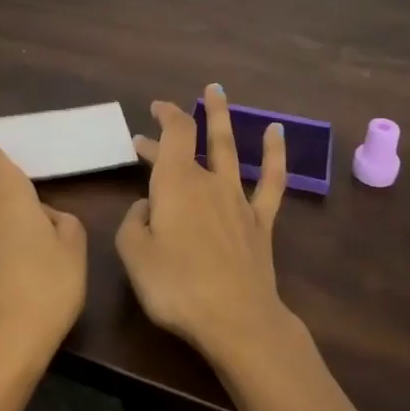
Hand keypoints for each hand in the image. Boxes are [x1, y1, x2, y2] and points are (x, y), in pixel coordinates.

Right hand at [116, 84, 293, 365]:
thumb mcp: (134, 255)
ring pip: (229, 148)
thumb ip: (133, 223)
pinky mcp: (260, 222)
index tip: (155, 109)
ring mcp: (238, 199)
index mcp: (175, 183)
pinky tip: (276, 132)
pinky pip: (271, 180)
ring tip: (217, 92)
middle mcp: (208, 181)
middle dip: (179, 122)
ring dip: (222, 118)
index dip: (165, 116)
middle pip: (194, 140)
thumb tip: (145, 207)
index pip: (173, 135)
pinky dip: (274, 153)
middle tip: (164, 110)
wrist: (236, 318)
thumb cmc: (177, 286)